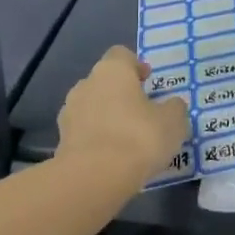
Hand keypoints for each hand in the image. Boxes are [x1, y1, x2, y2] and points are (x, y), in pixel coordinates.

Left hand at [56, 46, 189, 186]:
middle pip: (104, 82)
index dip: (136, 66)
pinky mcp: (60, 142)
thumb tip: (171, 106)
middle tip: (140, 112)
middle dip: (120, 94)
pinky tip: (111, 158)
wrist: (93, 179)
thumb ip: (174, 108)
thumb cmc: (138, 137)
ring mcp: (69, 113)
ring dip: (105, 117)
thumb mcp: (173, 121)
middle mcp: (86, 85)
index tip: (148, 82)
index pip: (121, 55)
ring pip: (91, 108)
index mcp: (112, 70)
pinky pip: (83, 133)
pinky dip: (95, 140)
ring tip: (125, 139)